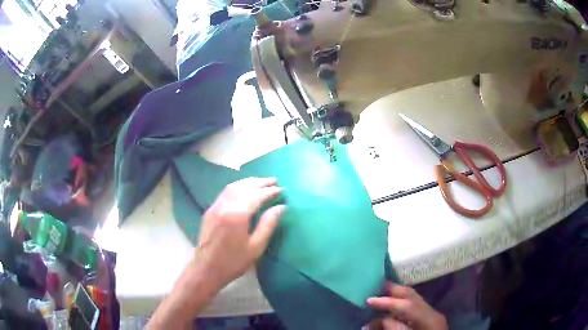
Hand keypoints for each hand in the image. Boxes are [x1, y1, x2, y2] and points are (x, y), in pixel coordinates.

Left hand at [147, 178, 284, 328]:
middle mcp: (225, 205)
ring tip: (261, 182)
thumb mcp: (256, 247)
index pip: (256, 196)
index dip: (270, 191)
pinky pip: (225, 192)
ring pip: (233, 186)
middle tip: (274, 180)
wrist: (206, 269)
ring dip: (248, 182)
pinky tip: (244, 189)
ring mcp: (215, 206)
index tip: (282, 189)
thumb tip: (281, 207)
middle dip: (260, 182)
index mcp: (237, 214)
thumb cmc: (234, 262)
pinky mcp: (210, 210)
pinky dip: (237, 186)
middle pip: (244, 186)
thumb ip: (268, 224)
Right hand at [368, 282, 447, 329]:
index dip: (386, 302)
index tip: (368, 300)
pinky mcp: (429, 318)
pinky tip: (391, 308)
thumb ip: (392, 328)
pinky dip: (401, 305)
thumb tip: (375, 320)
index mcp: (428, 319)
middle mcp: (432, 312)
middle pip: (412, 295)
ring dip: (396, 297)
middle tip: (374, 287)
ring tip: (380, 296)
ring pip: (413, 299)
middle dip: (393, 290)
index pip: (406, 305)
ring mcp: (432, 314)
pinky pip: (414, 306)